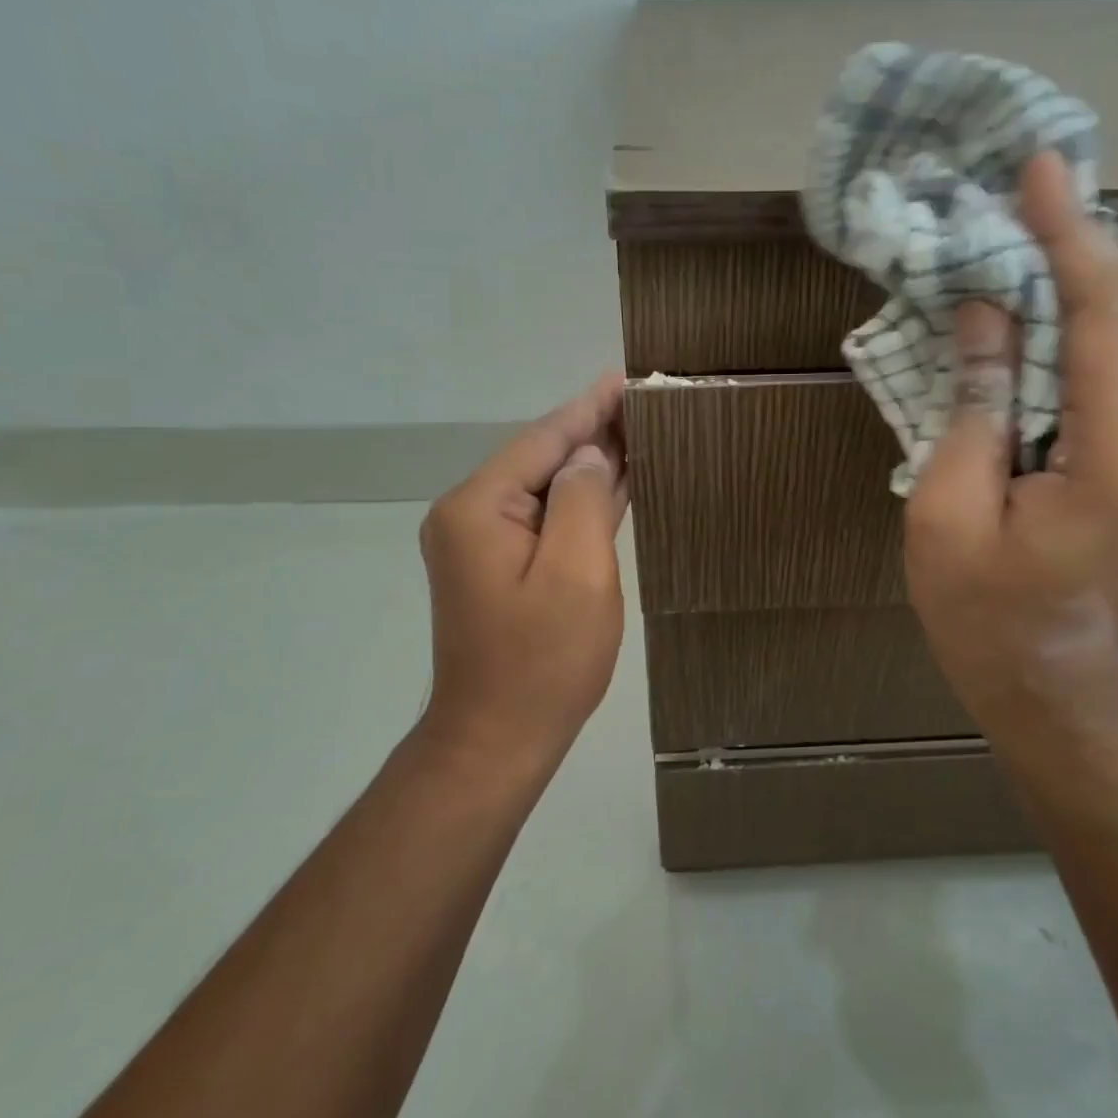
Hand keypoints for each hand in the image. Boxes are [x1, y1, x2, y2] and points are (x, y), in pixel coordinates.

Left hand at [417, 373, 628, 772]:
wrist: (497, 739)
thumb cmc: (542, 661)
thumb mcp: (575, 573)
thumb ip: (582, 499)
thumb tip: (589, 456)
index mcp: (479, 507)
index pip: (544, 439)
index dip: (590, 408)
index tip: (627, 378)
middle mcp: (471, 514)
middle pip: (541, 458)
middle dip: (593, 432)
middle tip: (646, 402)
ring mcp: (482, 542)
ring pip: (545, 487)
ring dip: (589, 464)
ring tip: (640, 432)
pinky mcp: (499, 566)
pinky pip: (545, 518)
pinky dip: (580, 500)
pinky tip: (615, 483)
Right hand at [904, 154, 1117, 737]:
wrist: (1056, 690)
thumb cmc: (990, 617)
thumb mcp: (950, 514)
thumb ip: (972, 409)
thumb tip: (984, 315)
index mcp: (1116, 448)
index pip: (1099, 313)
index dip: (1066, 235)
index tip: (1035, 168)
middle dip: (1077, 237)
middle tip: (1027, 180)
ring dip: (1079, 272)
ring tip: (1029, 221)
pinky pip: (1110, 365)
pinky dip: (1077, 318)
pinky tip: (1038, 296)